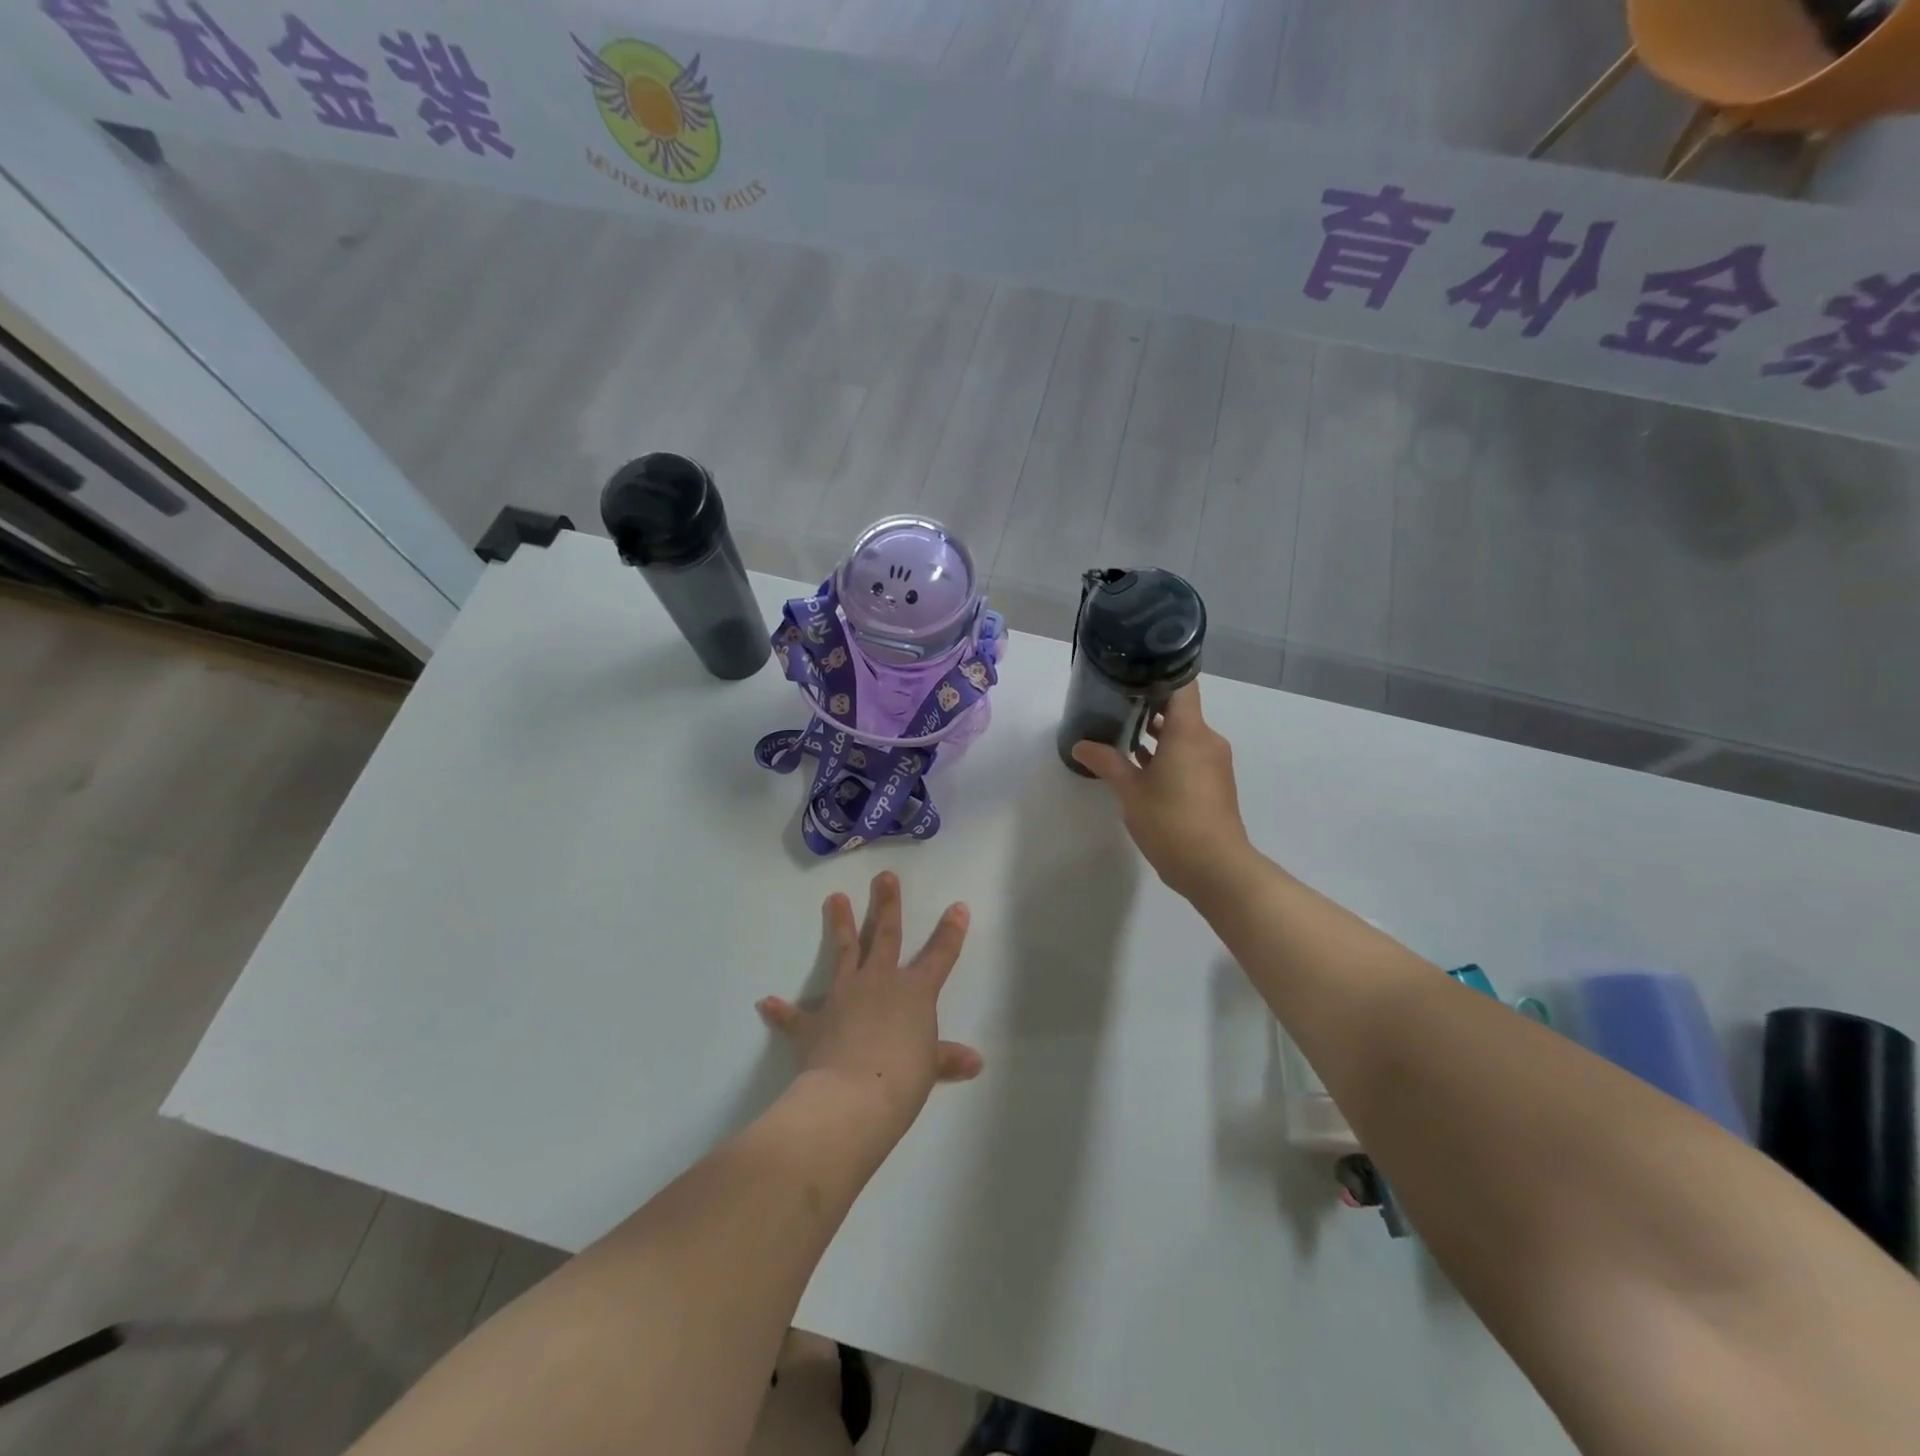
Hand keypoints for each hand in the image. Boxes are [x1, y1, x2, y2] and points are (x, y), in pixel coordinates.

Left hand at [757, 873, 982, 1138]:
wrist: (853, 1097)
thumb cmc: (902, 1079)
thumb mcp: (929, 1068)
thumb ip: (946, 1058)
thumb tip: (975, 1061)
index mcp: (915, 992)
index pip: (940, 956)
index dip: (950, 932)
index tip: (957, 906)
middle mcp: (879, 982)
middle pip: (885, 935)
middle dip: (887, 904)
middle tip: (884, 876)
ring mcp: (844, 996)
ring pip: (844, 952)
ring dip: (839, 924)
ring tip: (835, 897)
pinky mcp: (814, 1022)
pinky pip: (795, 1016)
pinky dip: (781, 1011)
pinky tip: (766, 1002)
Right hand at [1071, 683, 1252, 900]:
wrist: (1215, 868)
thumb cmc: (1171, 821)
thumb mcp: (1130, 791)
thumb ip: (1106, 762)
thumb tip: (1080, 745)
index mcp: (1189, 732)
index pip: (1181, 685)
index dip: (1158, 674)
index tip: (1130, 674)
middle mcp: (1207, 740)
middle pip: (1180, 710)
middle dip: (1148, 706)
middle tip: (1114, 704)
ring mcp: (1214, 763)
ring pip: (1184, 735)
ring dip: (1157, 735)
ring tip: (1121, 734)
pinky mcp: (1214, 784)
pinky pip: (1190, 756)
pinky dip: (1168, 755)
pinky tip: (1140, 766)